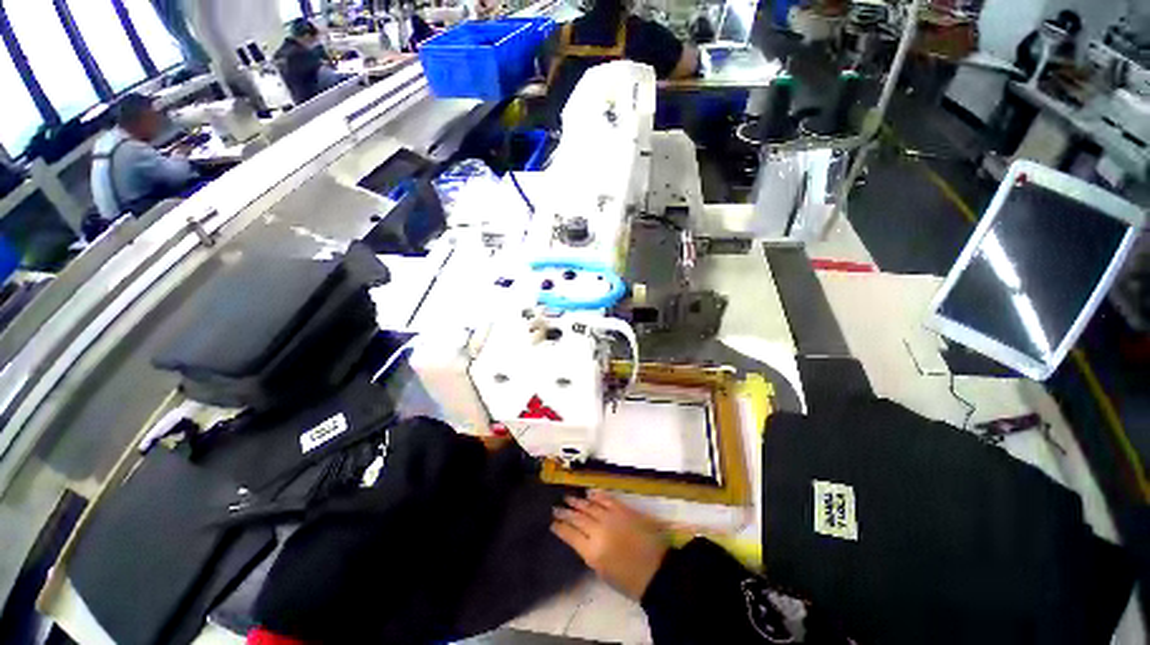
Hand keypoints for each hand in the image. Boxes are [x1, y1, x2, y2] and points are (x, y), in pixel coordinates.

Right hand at [551, 491, 668, 599]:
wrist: (657, 571)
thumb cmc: (629, 580)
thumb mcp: (603, 572)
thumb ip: (590, 553)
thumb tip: (582, 539)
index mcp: (592, 552)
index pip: (570, 535)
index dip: (560, 527)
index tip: (552, 522)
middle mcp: (599, 531)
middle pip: (578, 518)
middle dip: (565, 512)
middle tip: (556, 507)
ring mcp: (611, 517)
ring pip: (590, 506)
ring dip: (578, 501)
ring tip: (568, 497)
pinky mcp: (623, 509)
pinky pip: (607, 499)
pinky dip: (597, 495)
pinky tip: (589, 492)